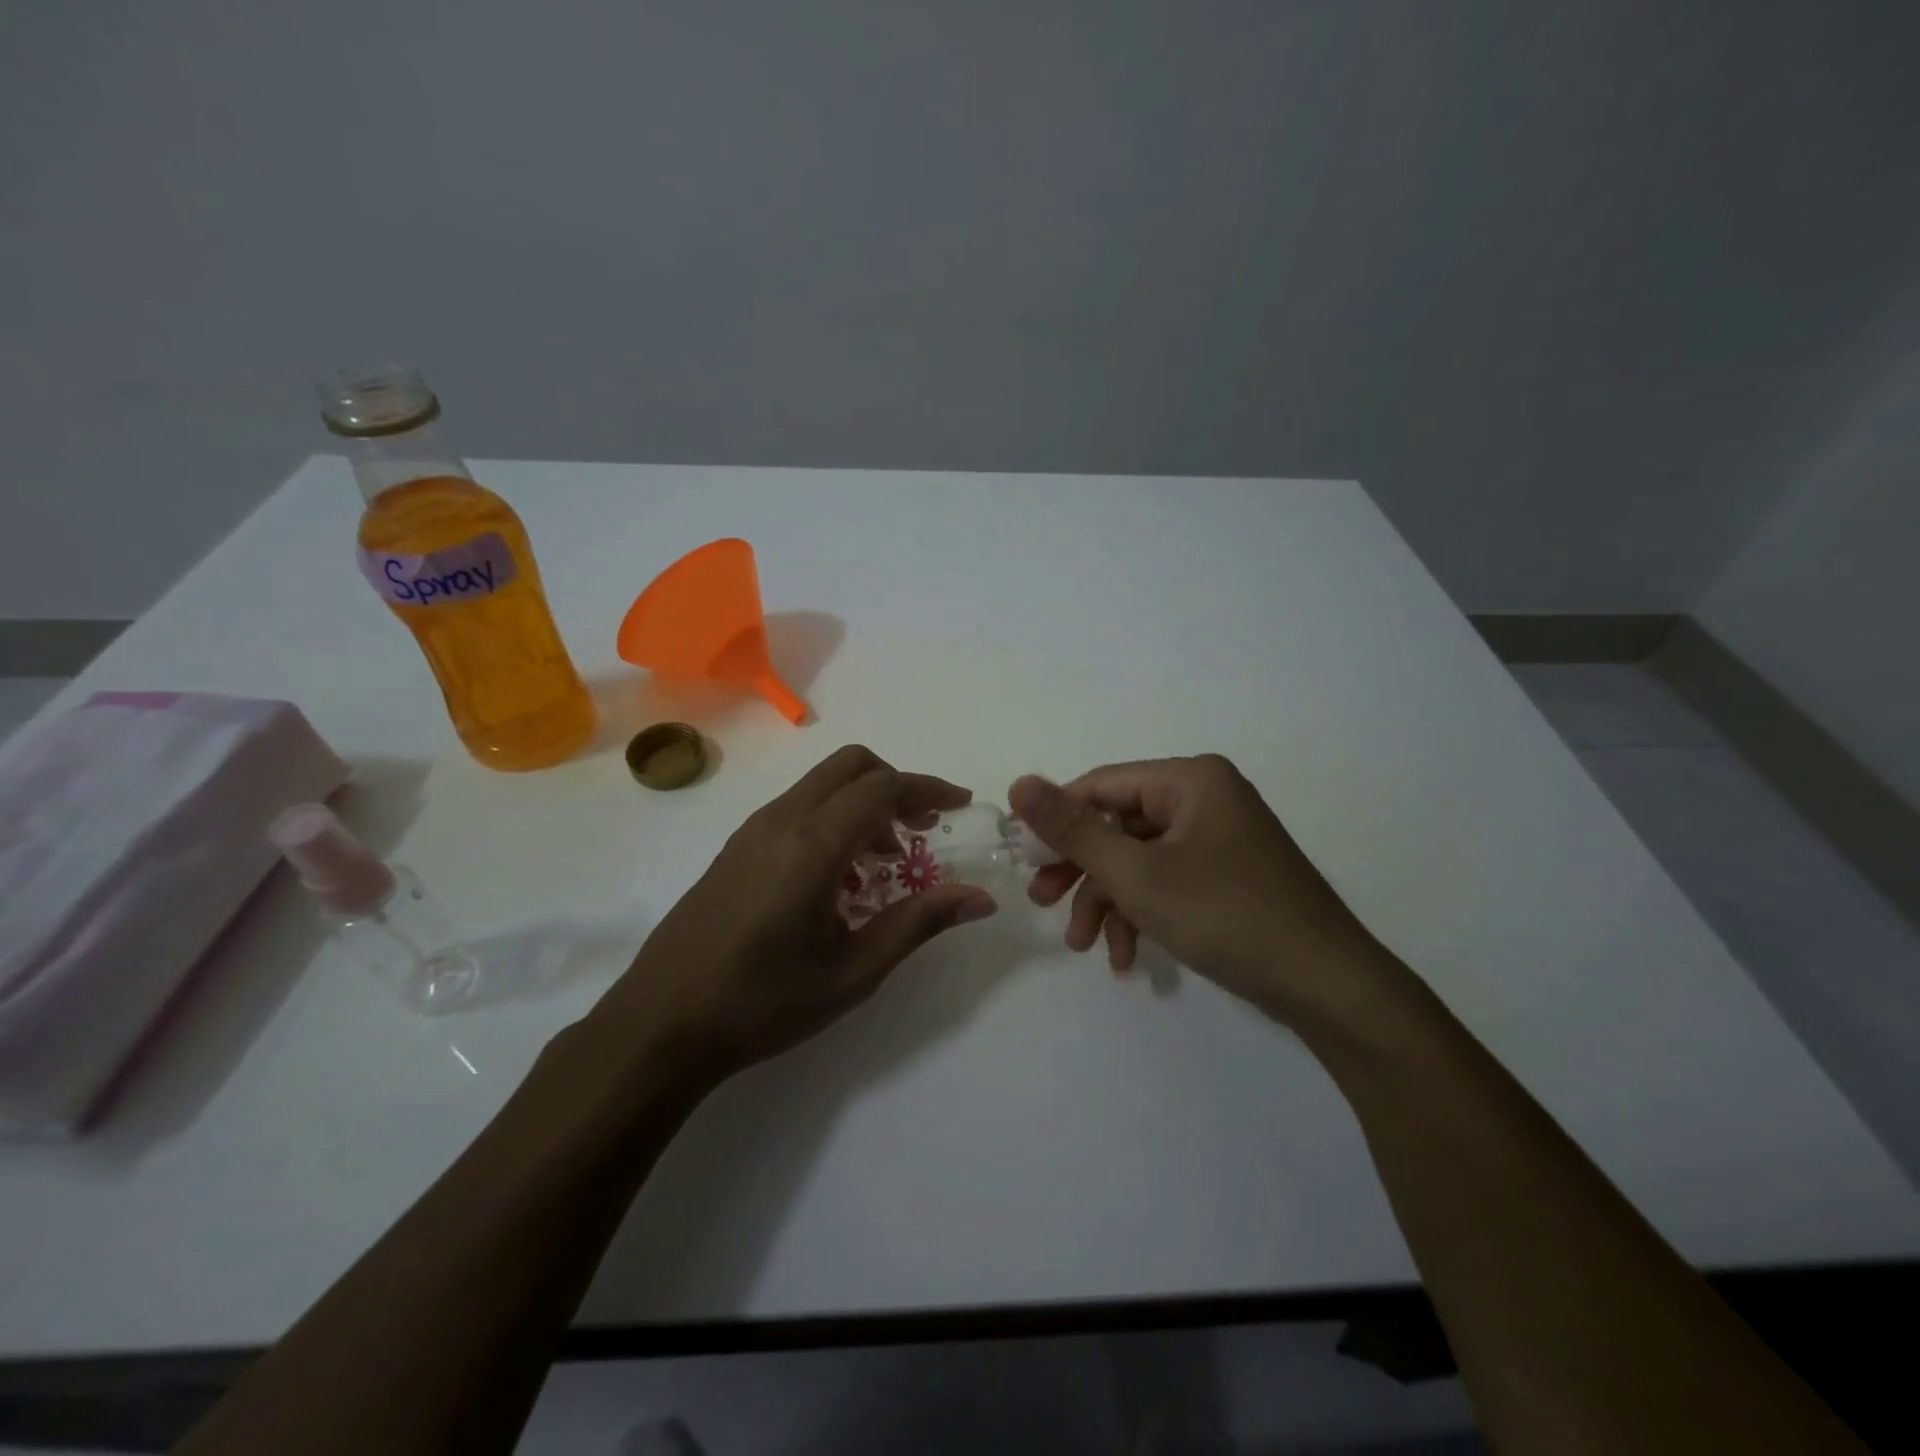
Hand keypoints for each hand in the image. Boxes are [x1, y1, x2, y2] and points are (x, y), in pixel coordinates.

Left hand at [593, 746, 997, 1082]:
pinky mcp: (736, 847)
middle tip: (925, 824)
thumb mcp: (853, 972)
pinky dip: (834, 816)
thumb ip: (918, 923)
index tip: (962, 803)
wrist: (660, 1024)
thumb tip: (979, 898)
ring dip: (864, 801)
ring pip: (821, 783)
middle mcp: (781, 821)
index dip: (928, 788)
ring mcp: (752, 831)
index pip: (882, 789)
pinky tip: (840, 873)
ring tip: (888, 857)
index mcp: (812, 845)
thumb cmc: (763, 1003)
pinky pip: (798, 807)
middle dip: (897, 783)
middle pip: (851, 766)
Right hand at [1010, 755, 1403, 1028]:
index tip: (1023, 860)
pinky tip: (1128, 959)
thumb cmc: (1226, 915)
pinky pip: (1168, 883)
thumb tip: (1018, 782)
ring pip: (1140, 861)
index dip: (1057, 821)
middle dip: (1080, 870)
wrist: (1327, 986)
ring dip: (1108, 903)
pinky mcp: (1227, 877)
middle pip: (1119, 825)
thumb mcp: (1136, 873)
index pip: (1101, 786)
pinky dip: (1142, 915)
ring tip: (1085, 947)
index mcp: (1189, 780)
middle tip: (1042, 903)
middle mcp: (1205, 799)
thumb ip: (1073, 830)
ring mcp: (1219, 840)